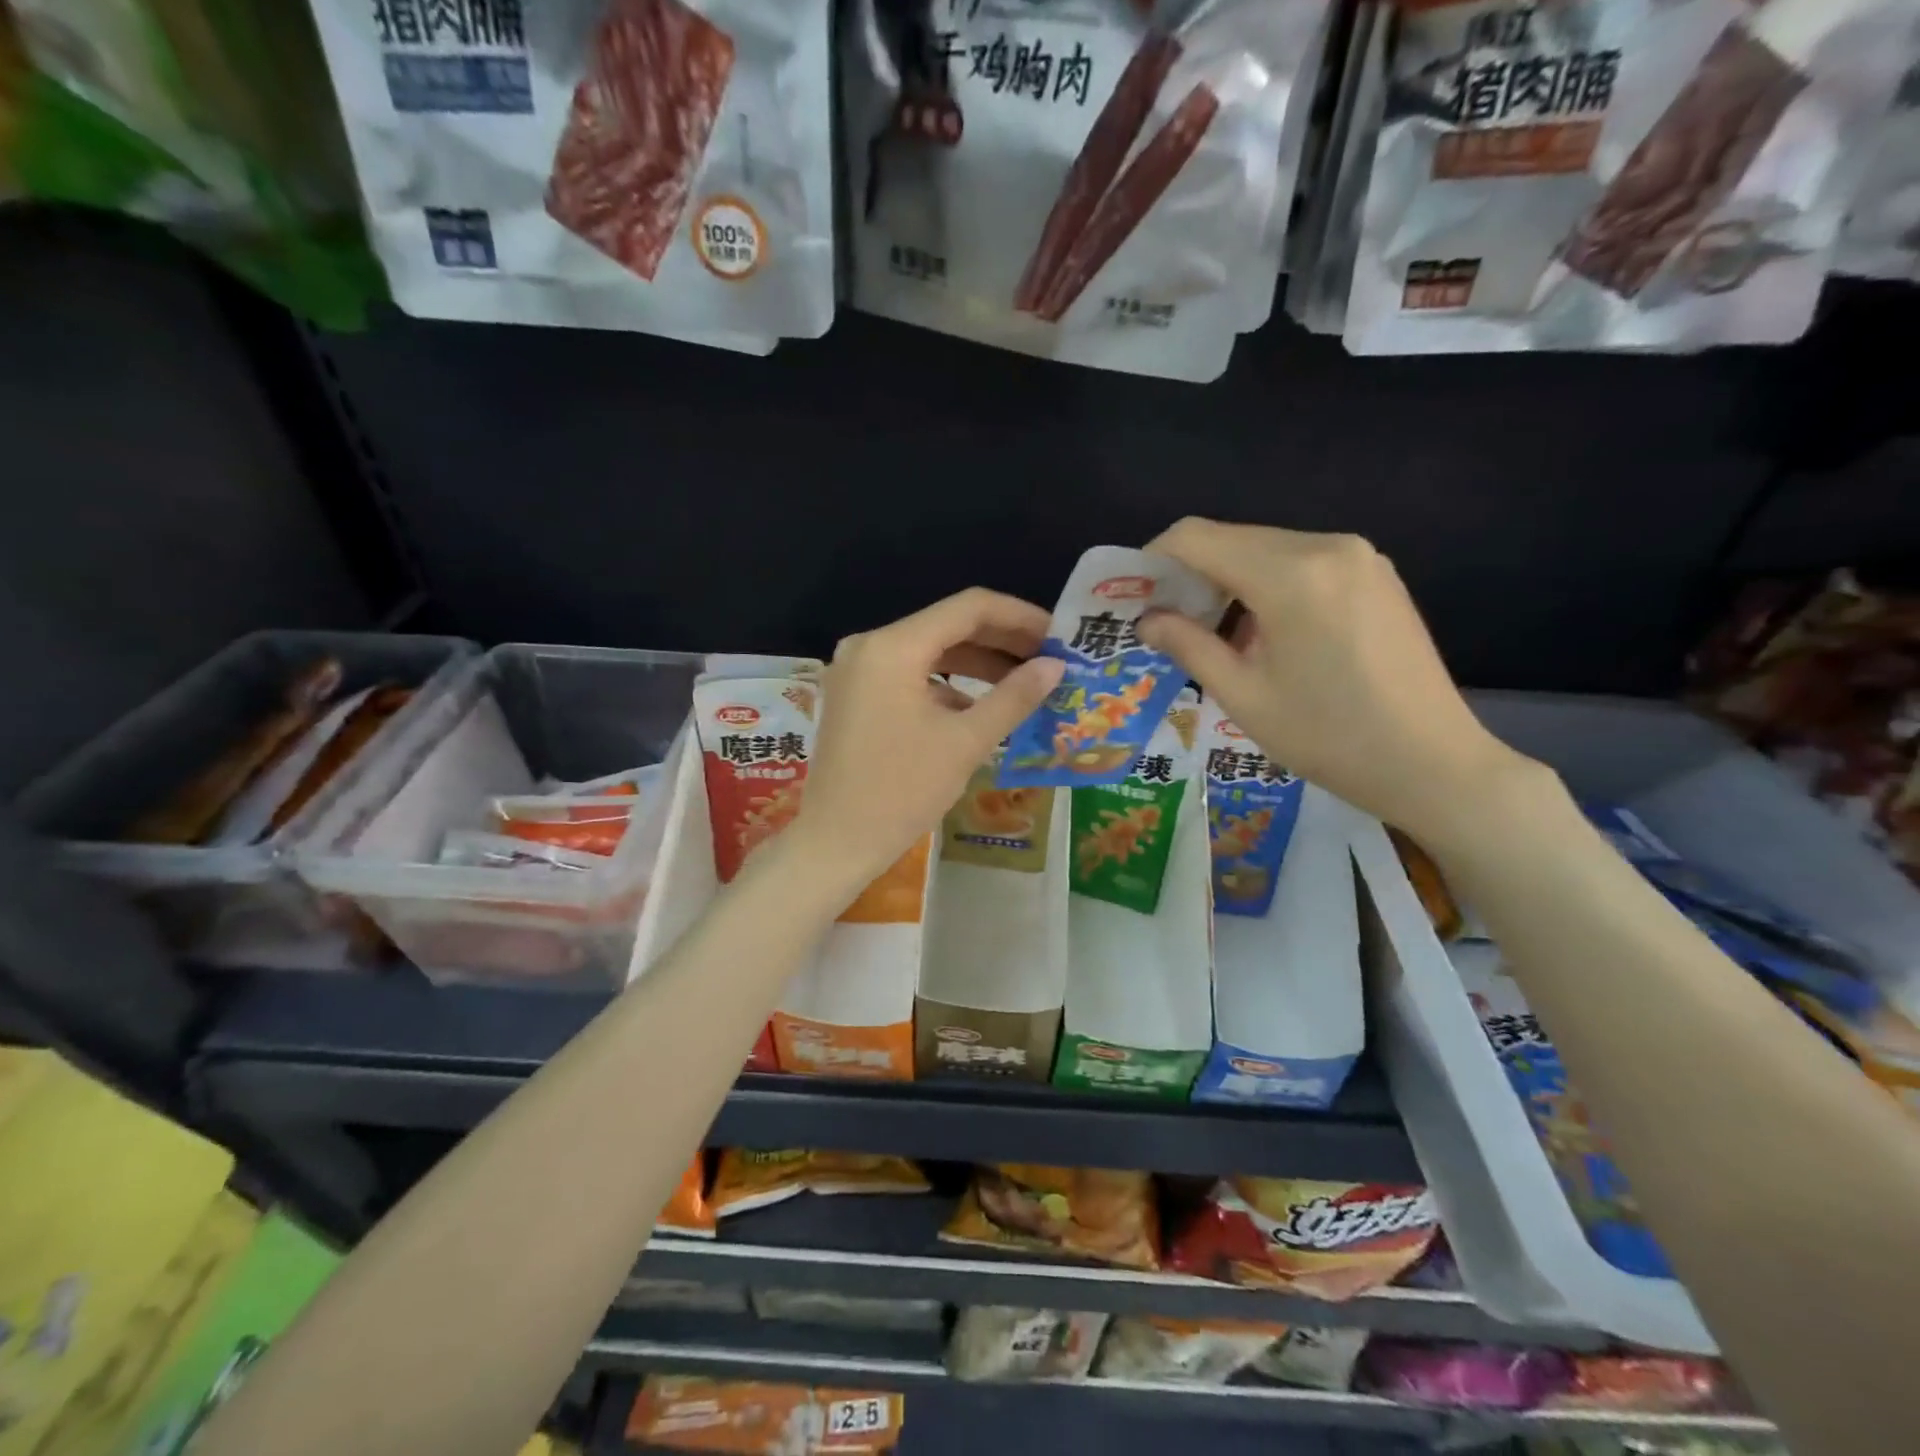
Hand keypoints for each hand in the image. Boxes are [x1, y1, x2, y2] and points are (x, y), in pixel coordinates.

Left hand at [793, 588, 1065, 886]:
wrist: (834, 842)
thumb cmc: (901, 791)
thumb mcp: (965, 742)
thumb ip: (1014, 697)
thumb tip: (1055, 667)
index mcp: (893, 647)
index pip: (969, 608)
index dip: (1019, 617)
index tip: (1058, 637)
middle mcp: (870, 645)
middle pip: (948, 626)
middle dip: (1001, 641)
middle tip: (1049, 660)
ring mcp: (857, 670)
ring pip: (930, 651)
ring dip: (977, 664)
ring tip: (1025, 682)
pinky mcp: (855, 695)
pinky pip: (910, 675)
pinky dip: (947, 685)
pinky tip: (981, 708)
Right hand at [1137, 518, 1531, 843]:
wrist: (1432, 763)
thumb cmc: (1328, 737)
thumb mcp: (1243, 696)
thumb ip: (1188, 645)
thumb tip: (1148, 618)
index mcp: (1291, 574)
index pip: (1197, 537)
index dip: (1154, 559)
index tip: (1135, 597)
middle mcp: (1327, 546)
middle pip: (1232, 538)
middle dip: (1189, 574)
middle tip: (1168, 623)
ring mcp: (1359, 556)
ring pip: (1266, 548)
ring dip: (1228, 581)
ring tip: (1214, 635)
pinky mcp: (1375, 574)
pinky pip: (1301, 562)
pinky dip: (1266, 585)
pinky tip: (1263, 632)